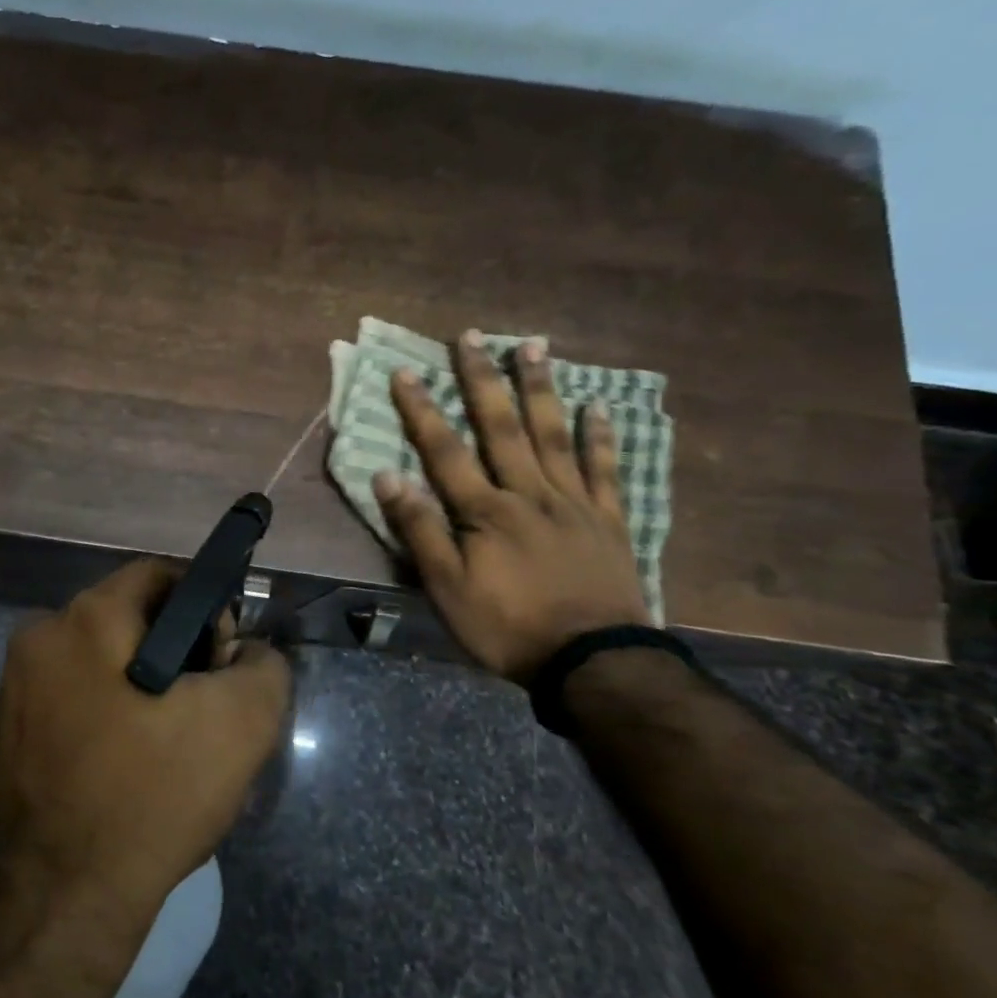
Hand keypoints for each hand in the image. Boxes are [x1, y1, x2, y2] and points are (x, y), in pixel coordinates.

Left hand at [0, 559, 291, 922]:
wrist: (63, 898)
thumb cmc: (152, 796)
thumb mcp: (241, 723)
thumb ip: (262, 664)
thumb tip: (247, 651)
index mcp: (85, 618)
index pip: (160, 575)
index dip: (207, 606)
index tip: (226, 658)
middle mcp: (41, 636)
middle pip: (130, 616)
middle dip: (179, 649)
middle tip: (207, 706)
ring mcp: (18, 685)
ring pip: (105, 658)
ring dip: (147, 683)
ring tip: (175, 740)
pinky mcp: (12, 728)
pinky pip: (79, 695)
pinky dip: (114, 710)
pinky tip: (135, 760)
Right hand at [374, 333, 650, 684]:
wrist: (593, 662)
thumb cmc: (508, 626)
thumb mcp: (447, 588)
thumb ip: (419, 529)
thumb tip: (387, 474)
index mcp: (485, 510)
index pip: (445, 450)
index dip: (422, 410)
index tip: (405, 371)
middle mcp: (528, 492)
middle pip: (502, 427)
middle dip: (482, 379)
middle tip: (473, 335)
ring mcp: (574, 502)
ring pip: (554, 435)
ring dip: (540, 388)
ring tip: (533, 346)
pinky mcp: (608, 520)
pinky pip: (605, 470)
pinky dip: (600, 437)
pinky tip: (597, 407)